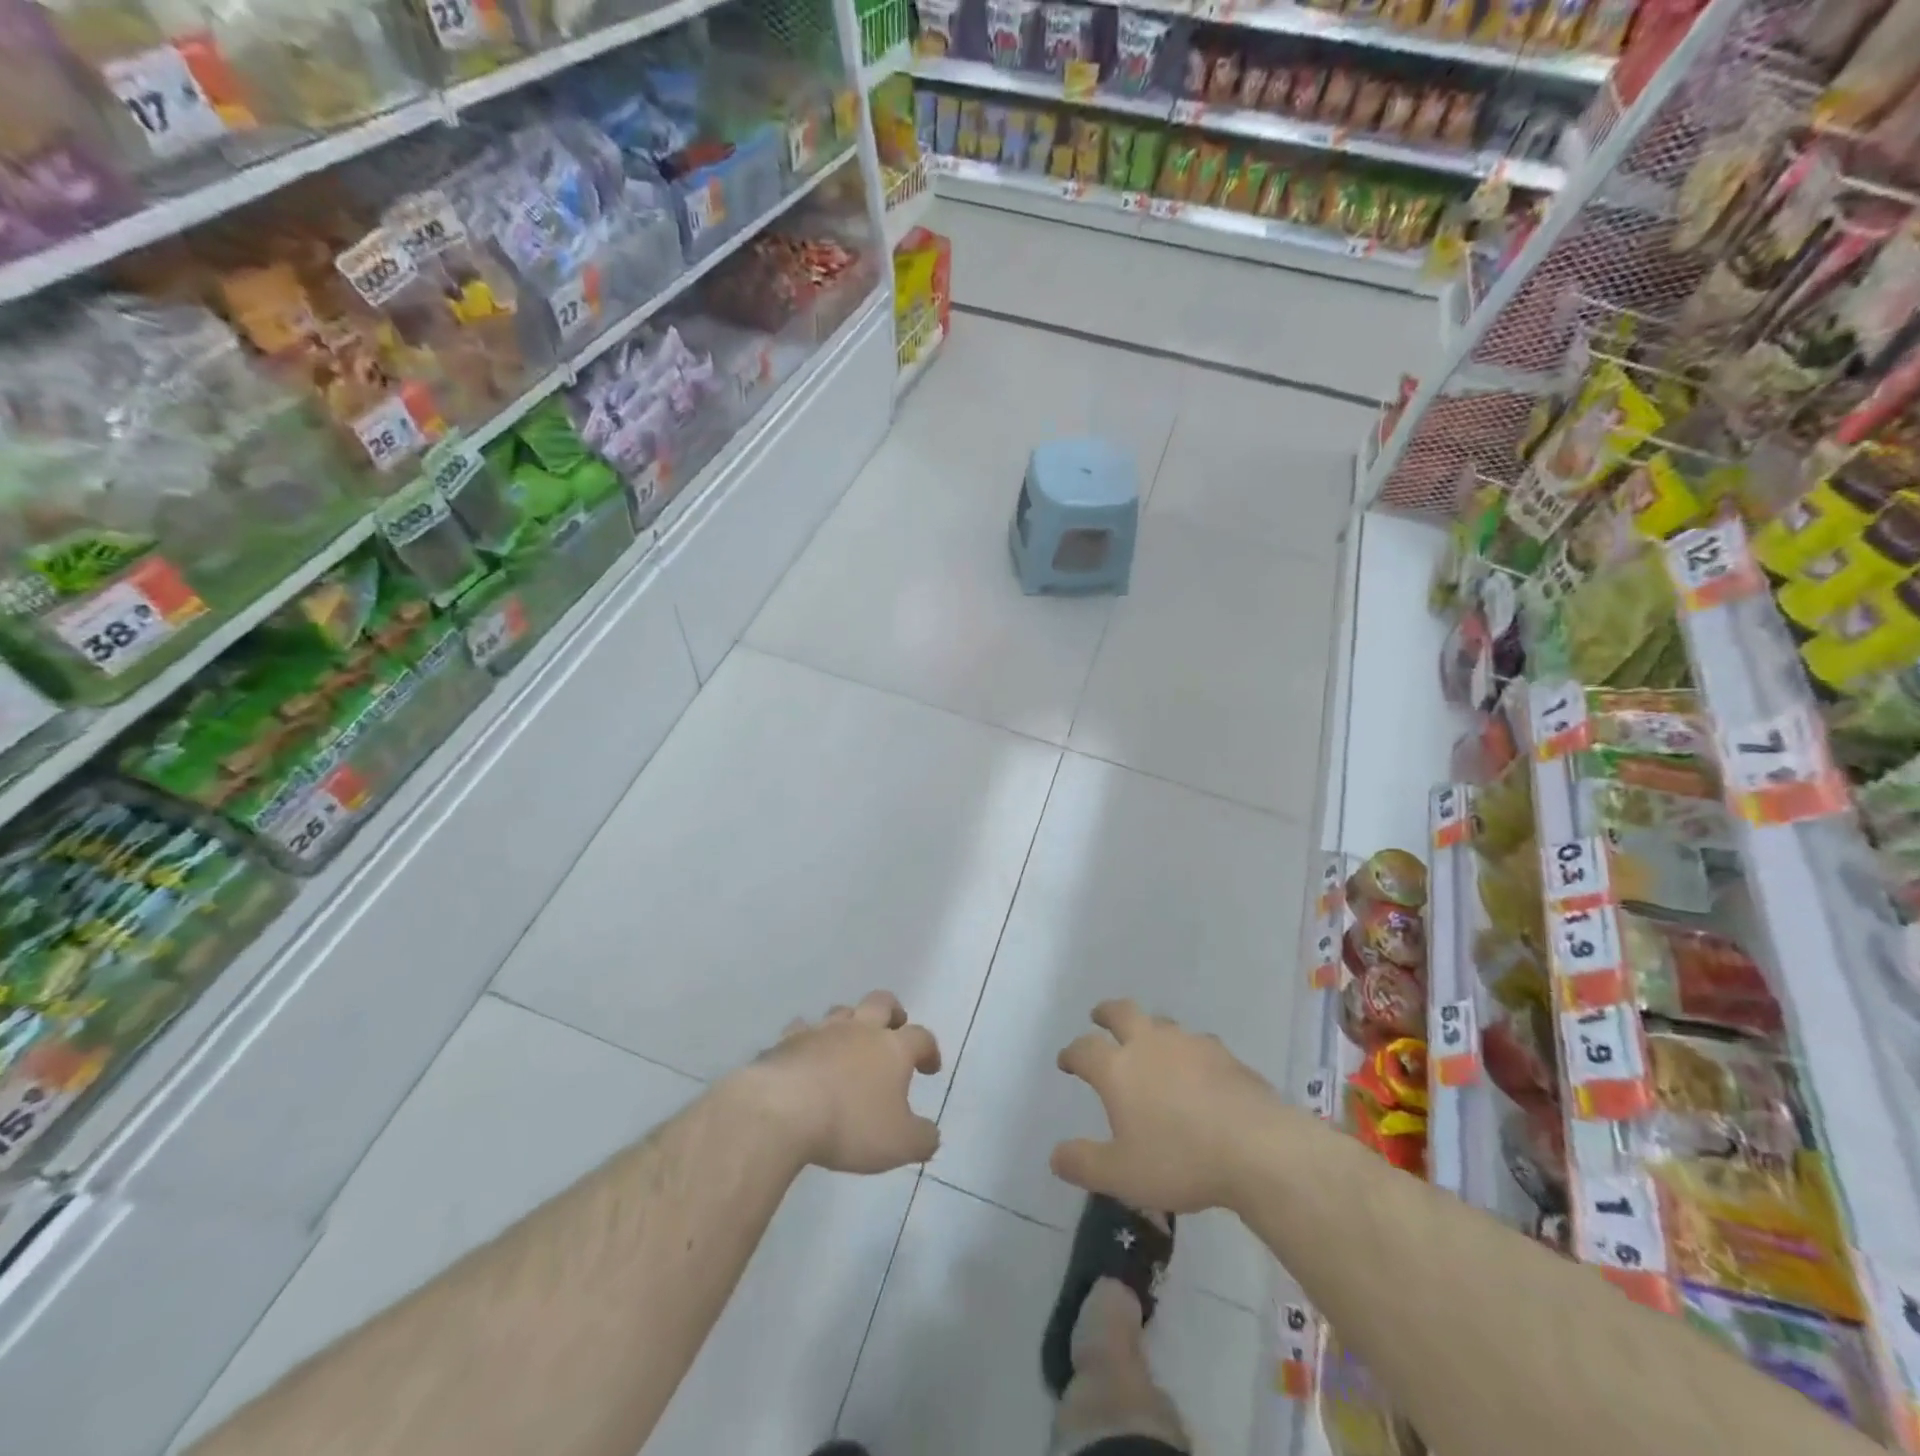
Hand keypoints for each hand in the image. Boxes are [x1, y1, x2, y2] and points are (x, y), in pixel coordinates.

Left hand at [742, 991, 942, 1173]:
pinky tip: (806, 1055)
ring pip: (842, 1011)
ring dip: (850, 1022)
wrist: (782, 1111)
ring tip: (848, 1044)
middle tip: (894, 1029)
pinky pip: (802, 1029)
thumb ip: (922, 1138)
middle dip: (893, 1012)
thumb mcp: (899, 1144)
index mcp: (893, 1048)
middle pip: (882, 1002)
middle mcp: (860, 1029)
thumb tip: (931, 1134)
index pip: (921, 1037)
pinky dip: (808, 1039)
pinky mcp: (787, 1041)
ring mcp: (821, 1031)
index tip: (930, 1068)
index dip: (929, 1049)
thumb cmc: (850, 1125)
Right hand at [1051, 1000, 1279, 1213]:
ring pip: (1161, 1022)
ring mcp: (1190, 1044)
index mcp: (1118, 1068)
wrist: (1257, 1148)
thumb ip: (1085, 1163)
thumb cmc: (1180, 1160)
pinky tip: (1197, 1069)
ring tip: (1150, 1042)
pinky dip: (1187, 1051)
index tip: (1066, 1061)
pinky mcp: (1224, 1054)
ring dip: (1149, 1028)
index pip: (1084, 1049)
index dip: (1072, 1053)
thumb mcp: (1122, 1175)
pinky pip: (1197, 1043)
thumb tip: (1055, 1156)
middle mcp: (1150, 1044)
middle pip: (1122, 1012)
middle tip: (1099, 1017)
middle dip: (1106, 1013)